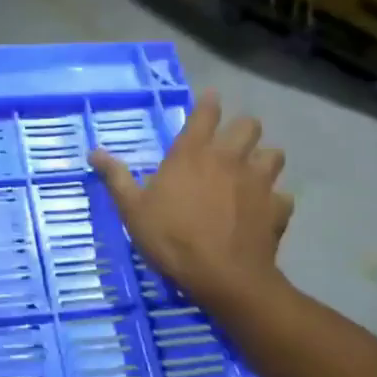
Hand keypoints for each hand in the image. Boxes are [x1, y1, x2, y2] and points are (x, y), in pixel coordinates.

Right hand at [90, 91, 292, 301]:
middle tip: (232, 143)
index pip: (206, 113)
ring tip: (253, 173)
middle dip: (243, 129)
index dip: (209, 103)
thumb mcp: (133, 210)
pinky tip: (265, 211)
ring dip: (264, 160)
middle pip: (249, 125)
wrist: (223, 277)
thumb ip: (116, 177)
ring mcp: (259, 182)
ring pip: (274, 155)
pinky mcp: (277, 208)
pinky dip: (276, 201)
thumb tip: (94, 152)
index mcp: (193, 153)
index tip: (210, 99)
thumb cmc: (172, 239)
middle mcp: (229, 158)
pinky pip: (283, 196)